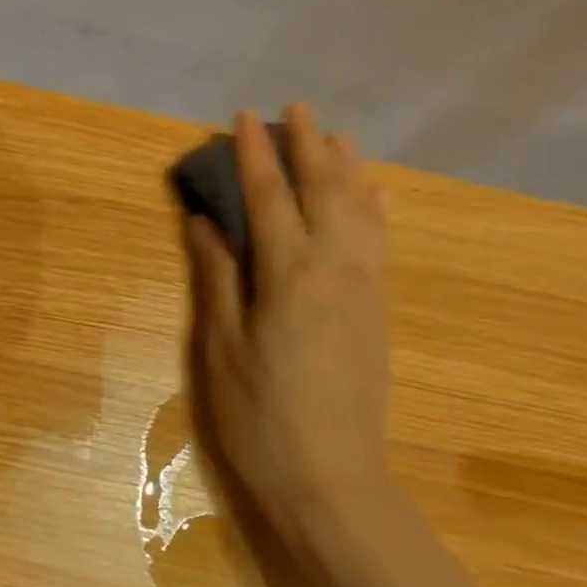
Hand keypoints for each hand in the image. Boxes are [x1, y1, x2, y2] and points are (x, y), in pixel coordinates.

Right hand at [181, 107, 391, 531]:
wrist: (329, 477)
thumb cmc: (259, 417)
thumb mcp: (221, 349)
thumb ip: (217, 279)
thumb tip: (206, 222)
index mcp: (289, 275)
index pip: (271, 199)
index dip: (256, 156)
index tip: (245, 118)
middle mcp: (336, 268)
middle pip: (325, 191)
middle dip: (308, 147)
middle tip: (295, 110)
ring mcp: (366, 289)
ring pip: (361, 210)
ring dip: (346, 168)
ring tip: (335, 137)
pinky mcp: (378, 311)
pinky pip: (381, 241)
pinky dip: (375, 208)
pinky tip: (376, 195)